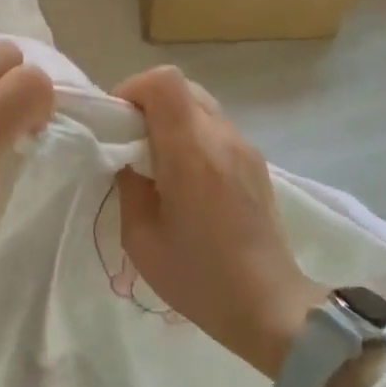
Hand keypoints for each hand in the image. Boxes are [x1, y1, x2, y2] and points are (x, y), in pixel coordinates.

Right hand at [114, 67, 323, 381]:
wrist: (268, 305)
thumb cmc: (198, 278)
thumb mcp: (141, 238)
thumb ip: (128, 185)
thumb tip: (127, 157)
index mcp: (191, 153)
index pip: (164, 82)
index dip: (132, 90)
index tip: (116, 123)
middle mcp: (221, 138)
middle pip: (181, 85)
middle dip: (147, 103)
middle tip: (130, 142)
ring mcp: (244, 147)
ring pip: (200, 103)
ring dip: (171, 119)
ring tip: (157, 161)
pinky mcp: (255, 161)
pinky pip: (215, 127)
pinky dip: (192, 134)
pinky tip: (186, 178)